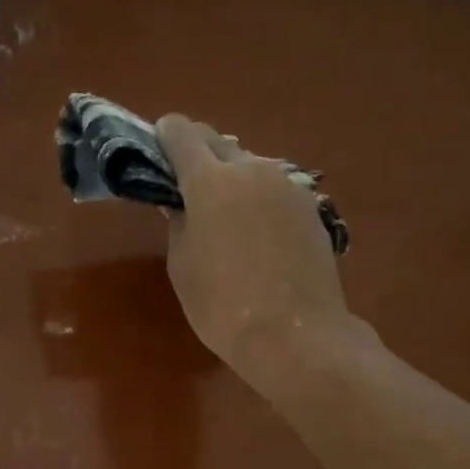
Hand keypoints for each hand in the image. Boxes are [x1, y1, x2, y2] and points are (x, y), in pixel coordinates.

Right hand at [156, 113, 352, 386]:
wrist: (294, 334)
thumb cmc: (222, 305)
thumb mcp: (183, 266)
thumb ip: (179, 224)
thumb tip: (181, 204)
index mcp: (210, 182)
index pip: (183, 135)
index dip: (166, 134)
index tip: (158, 143)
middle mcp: (252, 171)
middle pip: (219, 143)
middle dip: (199, 152)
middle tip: (186, 179)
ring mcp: (287, 187)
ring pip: (251, 165)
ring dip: (232, 176)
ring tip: (223, 210)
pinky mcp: (311, 208)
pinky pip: (274, 189)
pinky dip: (258, 197)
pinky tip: (255, 230)